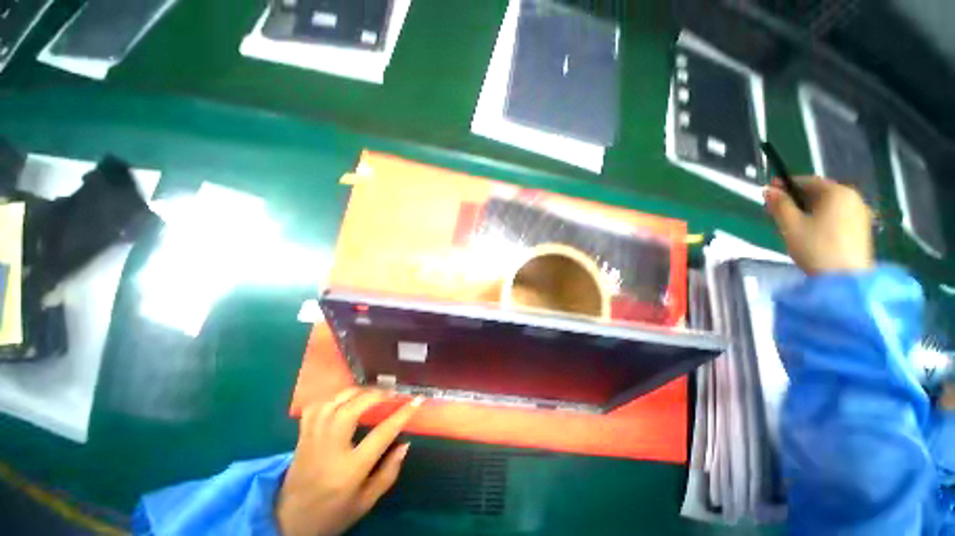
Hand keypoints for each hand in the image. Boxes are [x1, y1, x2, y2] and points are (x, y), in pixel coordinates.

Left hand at [277, 389, 423, 535]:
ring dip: (356, 392)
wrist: (289, 522)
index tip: (417, 400)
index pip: (381, 434)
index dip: (402, 414)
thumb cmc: (333, 514)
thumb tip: (406, 443)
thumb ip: (388, 473)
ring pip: (333, 403)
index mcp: (349, 470)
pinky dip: (332, 397)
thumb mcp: (365, 502)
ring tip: (372, 392)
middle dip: (376, 396)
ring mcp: (312, 440)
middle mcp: (329, 450)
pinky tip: (344, 398)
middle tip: (391, 393)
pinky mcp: (302, 437)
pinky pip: (316, 407)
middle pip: (352, 410)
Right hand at [764, 176, 873, 274]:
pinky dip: (822, 217)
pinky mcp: (862, 227)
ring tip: (793, 222)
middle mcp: (852, 196)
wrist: (844, 278)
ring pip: (829, 204)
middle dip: (798, 198)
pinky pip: (838, 214)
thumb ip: (779, 204)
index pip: (807, 181)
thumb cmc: (815, 247)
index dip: (786, 185)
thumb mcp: (791, 225)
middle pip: (820, 192)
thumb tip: (768, 190)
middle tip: (778, 210)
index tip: (769, 192)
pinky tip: (812, 230)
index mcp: (836, 192)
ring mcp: (860, 212)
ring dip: (809, 208)